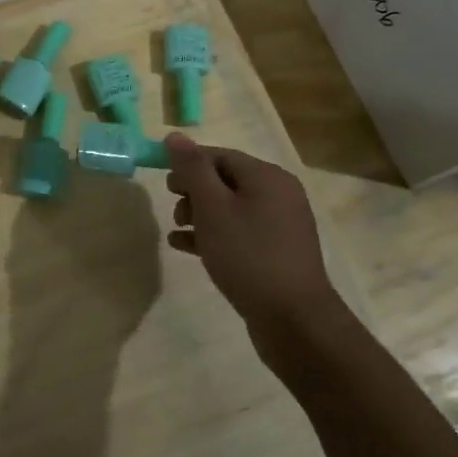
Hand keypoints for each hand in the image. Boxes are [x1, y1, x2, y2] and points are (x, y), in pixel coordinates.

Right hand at [163, 134, 338, 329]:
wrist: (294, 321)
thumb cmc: (248, 255)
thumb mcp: (213, 207)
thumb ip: (192, 169)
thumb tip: (174, 135)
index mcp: (267, 177)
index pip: (220, 155)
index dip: (189, 163)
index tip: (163, 180)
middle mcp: (279, 195)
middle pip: (226, 180)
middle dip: (194, 190)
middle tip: (172, 207)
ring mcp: (280, 226)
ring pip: (231, 208)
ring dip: (200, 213)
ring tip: (177, 228)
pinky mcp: (276, 253)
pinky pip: (239, 233)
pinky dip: (213, 234)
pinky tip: (185, 246)